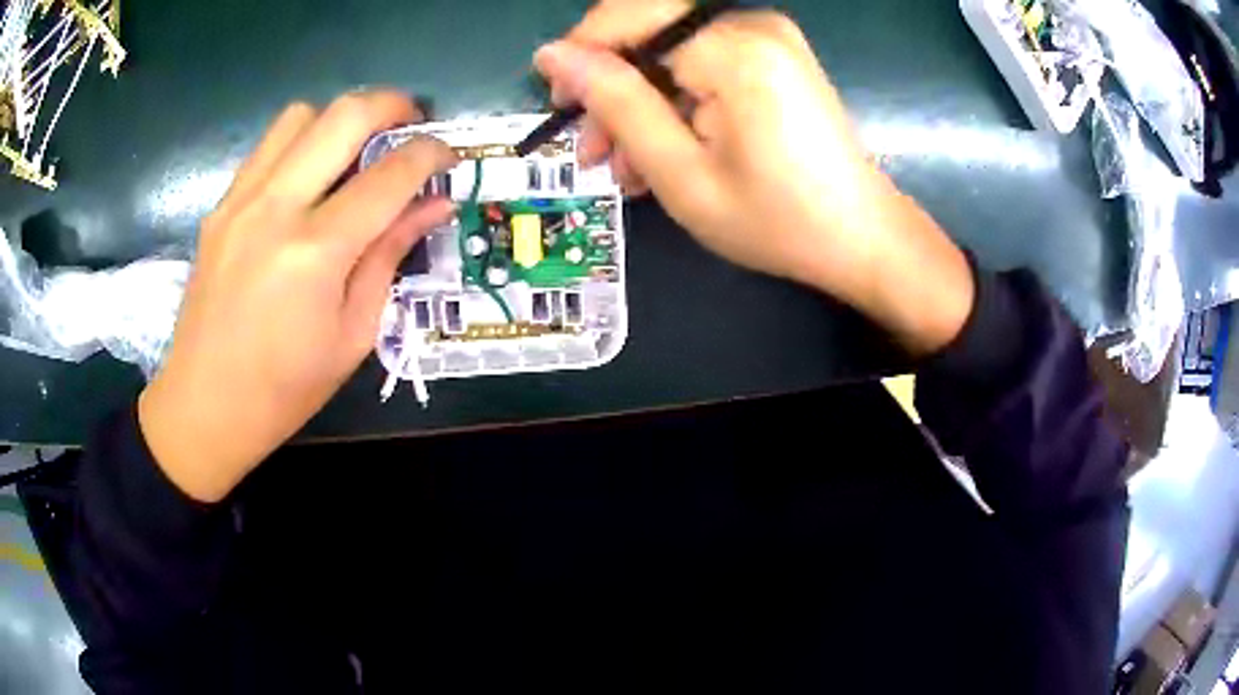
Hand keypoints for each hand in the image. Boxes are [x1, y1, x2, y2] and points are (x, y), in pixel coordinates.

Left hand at [139, 92, 457, 502]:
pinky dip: (300, 145)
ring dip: (338, 120)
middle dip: (392, 105)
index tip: (449, 157)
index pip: (390, 174)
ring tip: (353, 152)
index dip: (432, 154)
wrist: (203, 406)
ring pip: (299, 116)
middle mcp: (275, 209)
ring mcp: (240, 201)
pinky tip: (307, 182)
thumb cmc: (285, 390)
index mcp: (315, 252)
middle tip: (411, 125)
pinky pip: (267, 148)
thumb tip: (434, 206)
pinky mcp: (220, 207)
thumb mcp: (353, 334)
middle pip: (344, 115)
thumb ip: (390, 256)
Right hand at [536, 0, 973, 354]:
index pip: (629, 20)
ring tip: (626, 165)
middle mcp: (752, 24)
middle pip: (649, 28)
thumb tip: (552, 55)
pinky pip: (701, 60)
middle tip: (593, 148)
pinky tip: (664, 149)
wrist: (860, 238)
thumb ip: (615, 102)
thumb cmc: (775, 220)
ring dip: (639, 100)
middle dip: (611, 84)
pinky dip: (674, 99)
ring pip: (670, 49)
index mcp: (734, 49)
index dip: (583, 56)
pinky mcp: (773, 54)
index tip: (559, 107)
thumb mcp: (680, 172)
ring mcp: (768, 36)